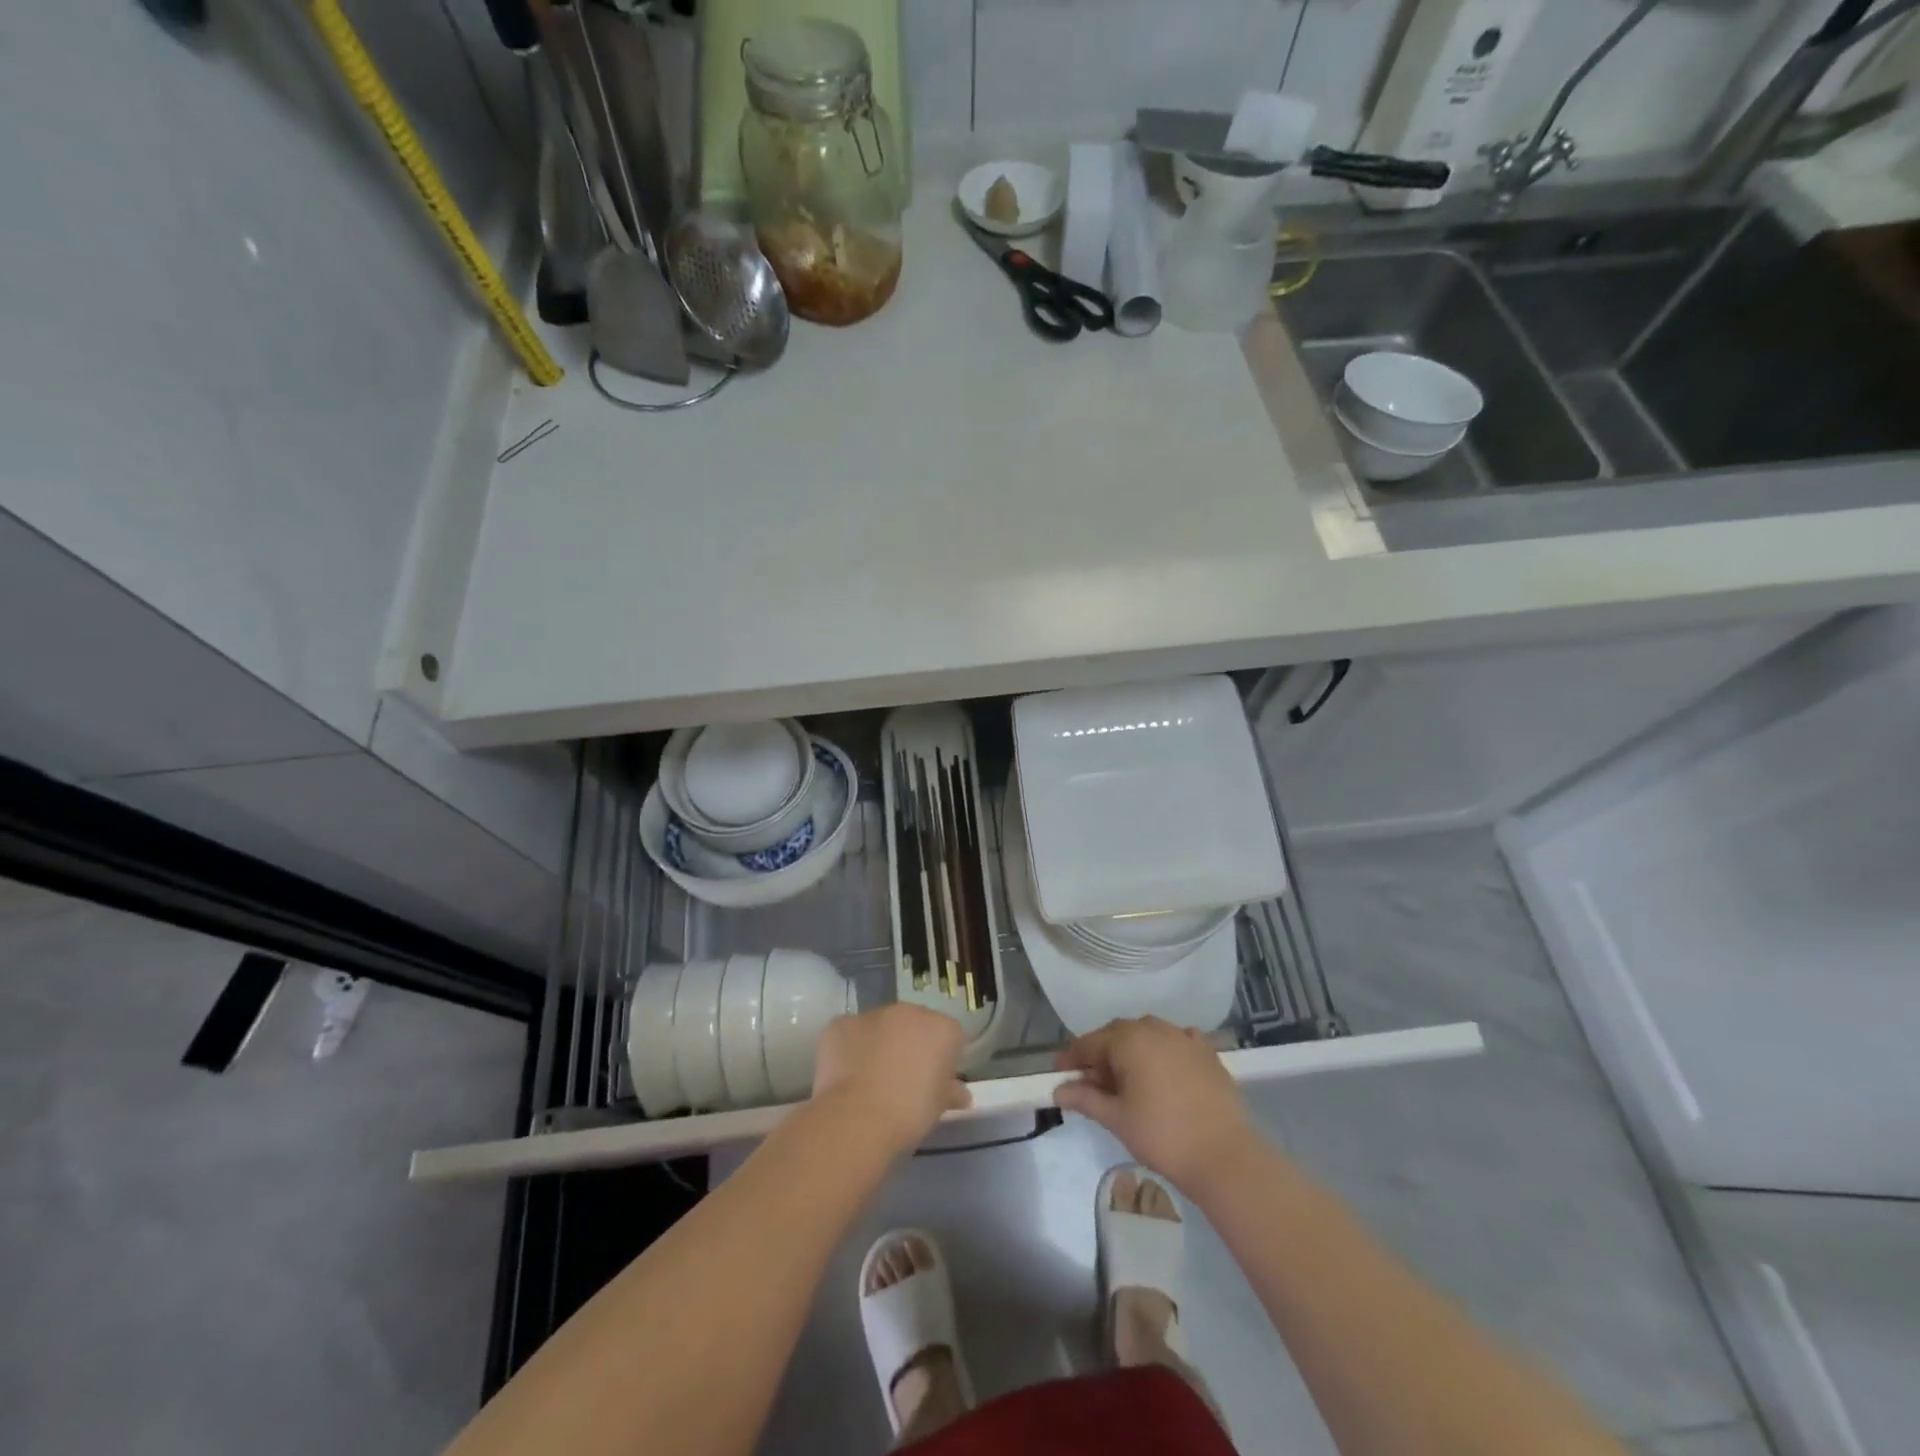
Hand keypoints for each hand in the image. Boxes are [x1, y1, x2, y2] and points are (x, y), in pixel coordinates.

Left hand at [813, 1004, 971, 1156]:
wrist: (858, 1117)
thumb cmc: (910, 1112)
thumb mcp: (939, 1107)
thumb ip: (951, 1092)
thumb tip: (960, 1093)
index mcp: (941, 1028)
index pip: (950, 1036)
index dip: (943, 1058)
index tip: (935, 1081)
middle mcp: (909, 1012)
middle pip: (914, 1024)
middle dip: (910, 1044)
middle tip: (903, 1078)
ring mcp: (872, 1014)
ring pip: (880, 1025)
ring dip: (879, 1043)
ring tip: (871, 1079)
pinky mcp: (840, 1024)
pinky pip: (850, 1033)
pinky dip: (850, 1049)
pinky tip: (846, 1076)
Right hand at [1054, 1017, 1259, 1198]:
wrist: (1225, 1156)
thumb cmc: (1162, 1136)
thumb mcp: (1116, 1119)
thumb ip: (1085, 1099)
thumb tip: (1058, 1090)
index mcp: (1129, 1040)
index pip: (1090, 1042)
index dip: (1072, 1057)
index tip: (1058, 1071)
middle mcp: (1155, 1028)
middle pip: (1118, 1034)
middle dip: (1101, 1053)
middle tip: (1089, 1079)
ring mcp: (1184, 1038)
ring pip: (1147, 1034)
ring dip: (1131, 1050)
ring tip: (1124, 1078)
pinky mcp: (1207, 1052)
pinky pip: (1176, 1041)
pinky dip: (1162, 1051)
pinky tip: (1162, 1069)